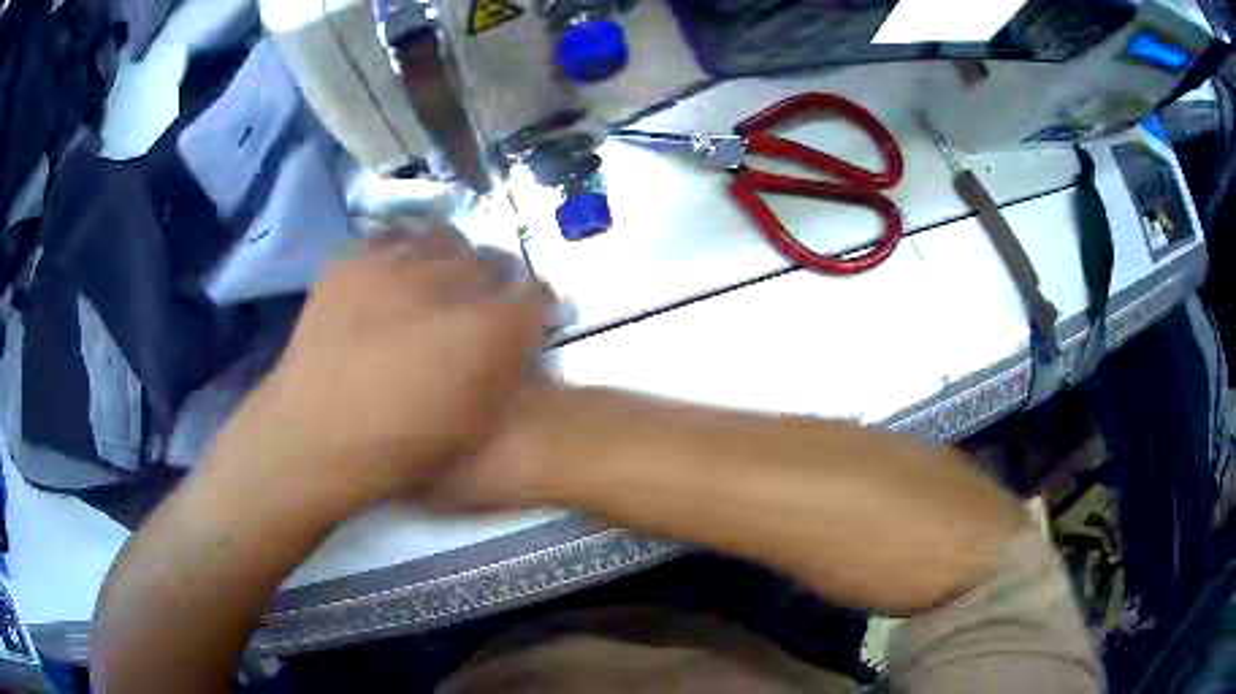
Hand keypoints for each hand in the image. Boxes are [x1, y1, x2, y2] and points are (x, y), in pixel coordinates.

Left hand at [212, 229, 553, 514]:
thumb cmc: (402, 447)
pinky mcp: (352, 261)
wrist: (315, 436)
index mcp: (487, 330)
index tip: (530, 317)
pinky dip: (404, 252)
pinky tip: (397, 276)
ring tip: (440, 280)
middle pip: (491, 258)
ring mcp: (394, 266)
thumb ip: (507, 373)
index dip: (538, 304)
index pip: (535, 293)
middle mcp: (446, 284)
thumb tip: (514, 342)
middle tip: (485, 300)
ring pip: (443, 238)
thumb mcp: (475, 423)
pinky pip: (392, 238)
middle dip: (498, 277)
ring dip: (452, 257)